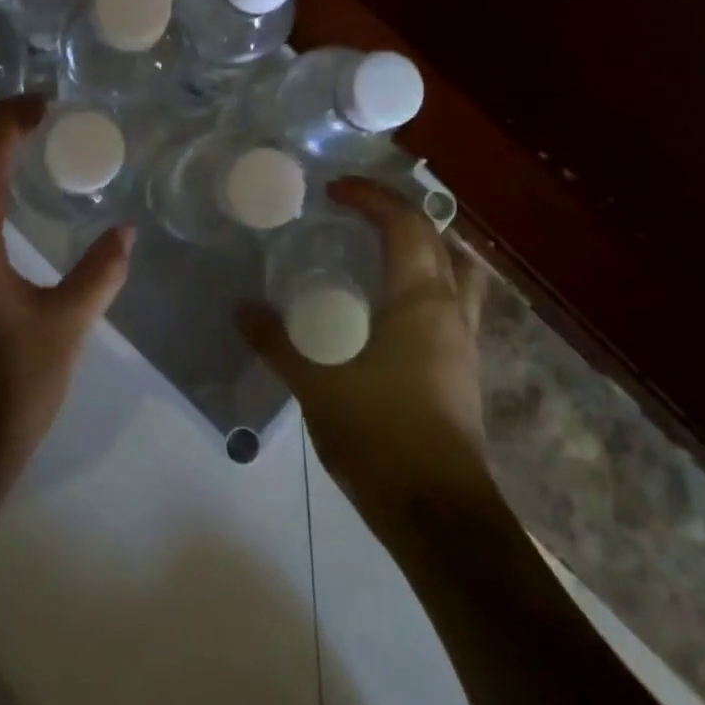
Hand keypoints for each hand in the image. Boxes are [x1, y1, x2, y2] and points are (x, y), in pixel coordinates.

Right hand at [239, 177, 492, 510]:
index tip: (335, 188)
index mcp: (421, 300)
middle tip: (356, 211)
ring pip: (458, 272)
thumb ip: (275, 342)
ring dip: (425, 247)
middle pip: (439, 239)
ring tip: (382, 247)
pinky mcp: (463, 370)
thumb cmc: (379, 436)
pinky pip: (452, 303)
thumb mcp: (315, 384)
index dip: (372, 196)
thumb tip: (240, 309)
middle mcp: (451, 311)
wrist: (439, 516)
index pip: (405, 224)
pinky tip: (391, 306)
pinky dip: (427, 283)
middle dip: (399, 213)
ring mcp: (464, 342)